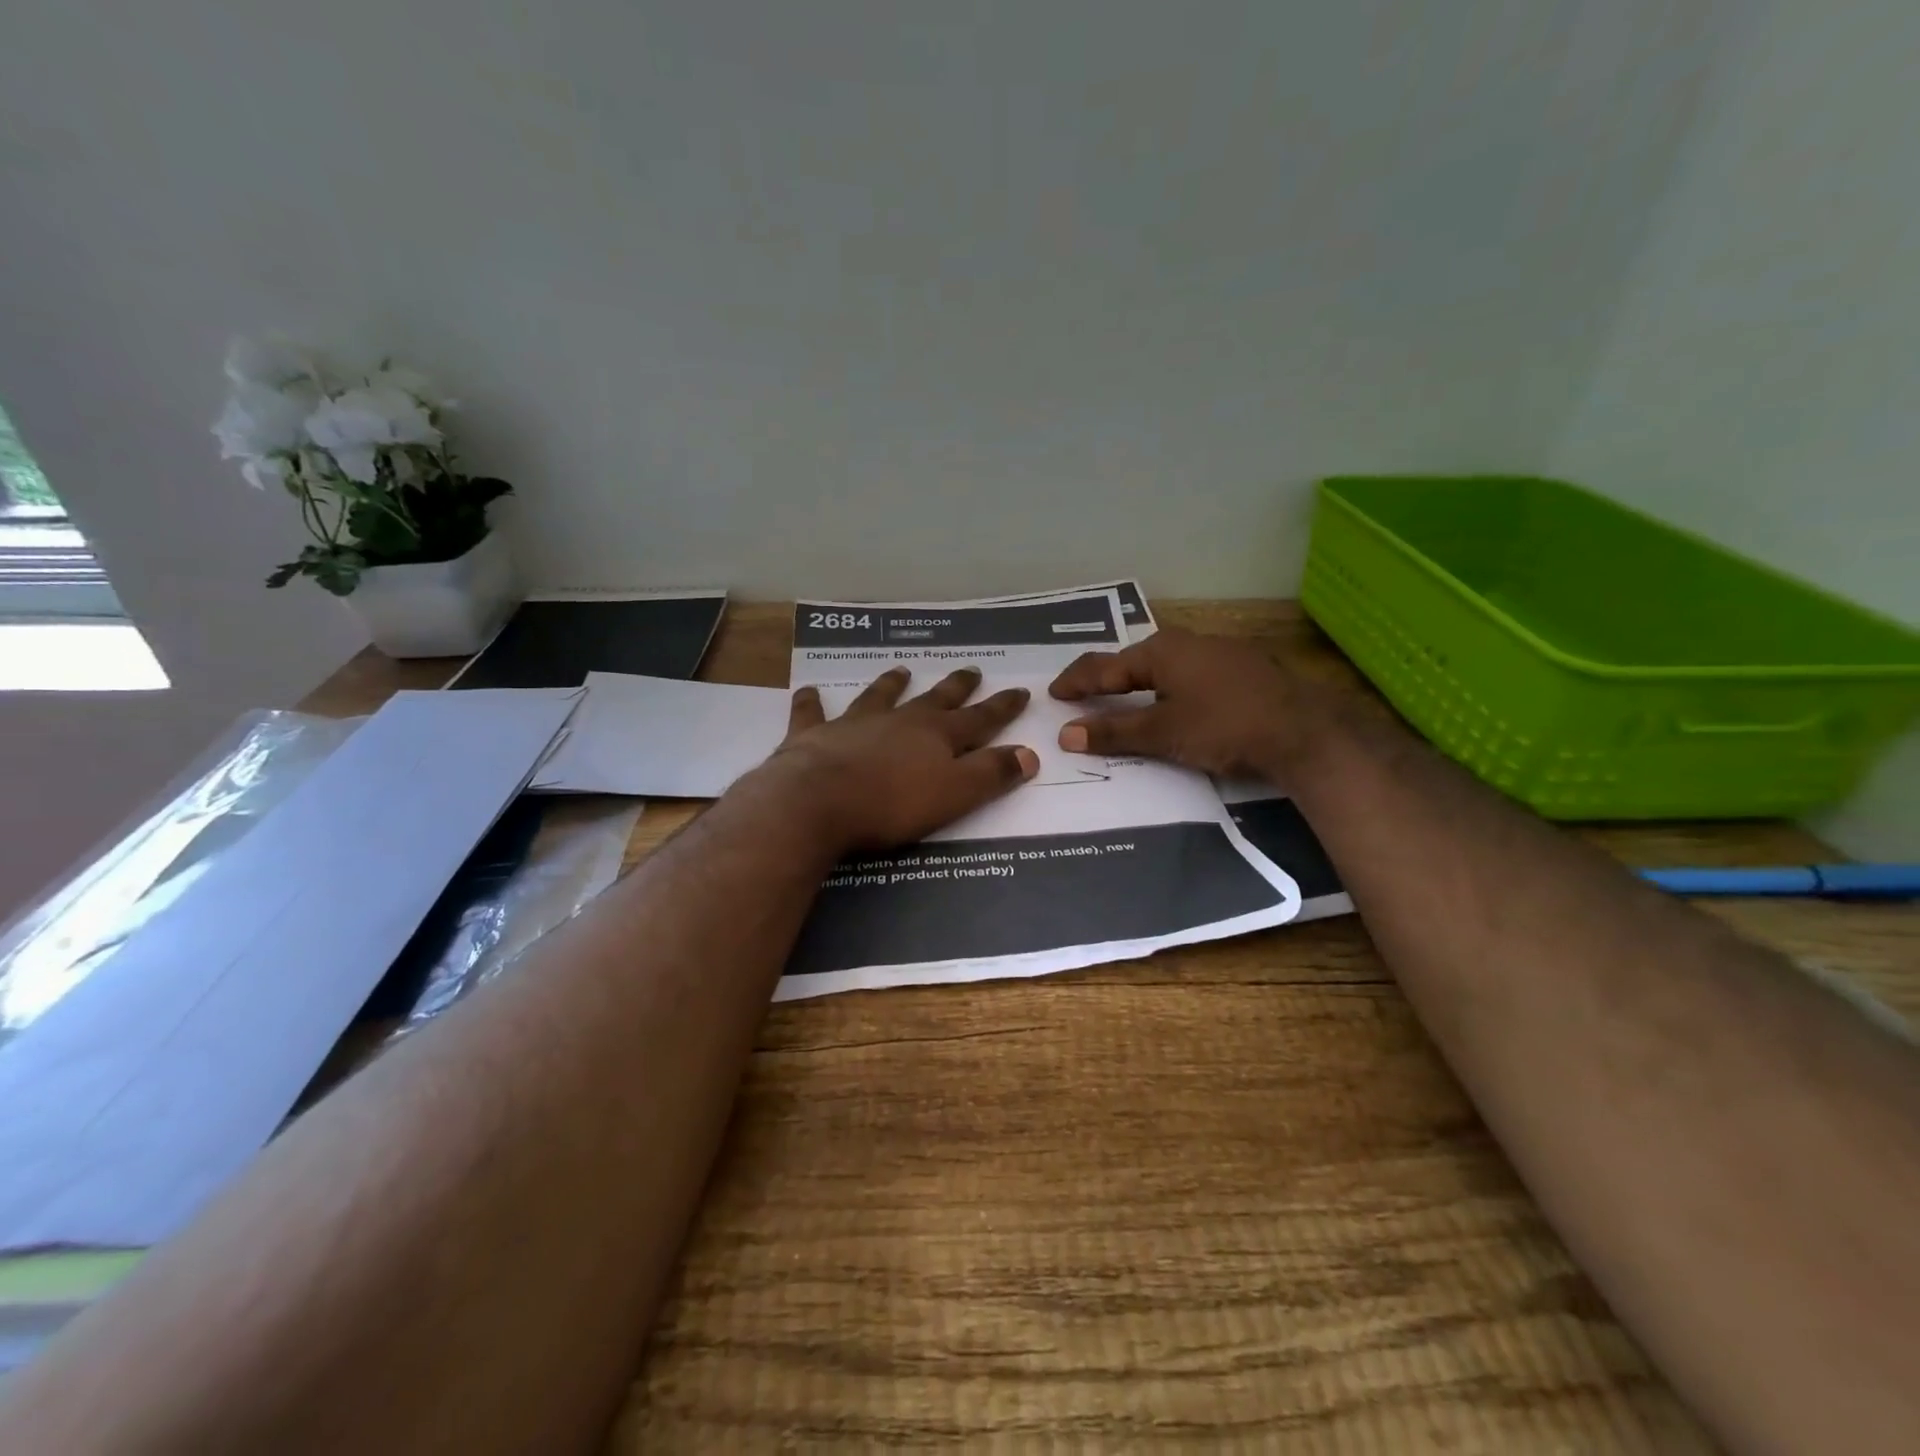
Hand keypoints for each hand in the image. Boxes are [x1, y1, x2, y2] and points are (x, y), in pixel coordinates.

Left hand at [743, 666, 1038, 854]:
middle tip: (971, 669)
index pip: (979, 719)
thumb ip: (991, 774)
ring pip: (879, 696)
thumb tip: (1029, 754)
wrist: (818, 801)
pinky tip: (808, 690)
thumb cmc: (892, 803)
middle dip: (956, 687)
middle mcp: (899, 721)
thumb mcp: (955, 794)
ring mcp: (855, 723)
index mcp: (936, 736)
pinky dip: (811, 702)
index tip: (1020, 691)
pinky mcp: (814, 735)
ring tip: (902, 670)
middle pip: (934, 700)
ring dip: (891, 684)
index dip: (1002, 707)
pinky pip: (812, 713)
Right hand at [1048, 627, 1327, 778]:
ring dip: (1137, 684)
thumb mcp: (1163, 733)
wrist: (1303, 732)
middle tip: (1083, 696)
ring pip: (1163, 666)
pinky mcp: (1241, 668)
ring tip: (1121, 699)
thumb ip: (1113, 732)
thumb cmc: (1224, 726)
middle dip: (1105, 679)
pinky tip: (1172, 702)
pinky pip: (1188, 674)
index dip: (1075, 681)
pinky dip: (1166, 688)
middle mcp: (1186, 642)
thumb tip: (1065, 734)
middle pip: (1132, 661)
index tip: (1054, 693)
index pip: (1103, 665)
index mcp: (1161, 651)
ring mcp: (1218, 652)